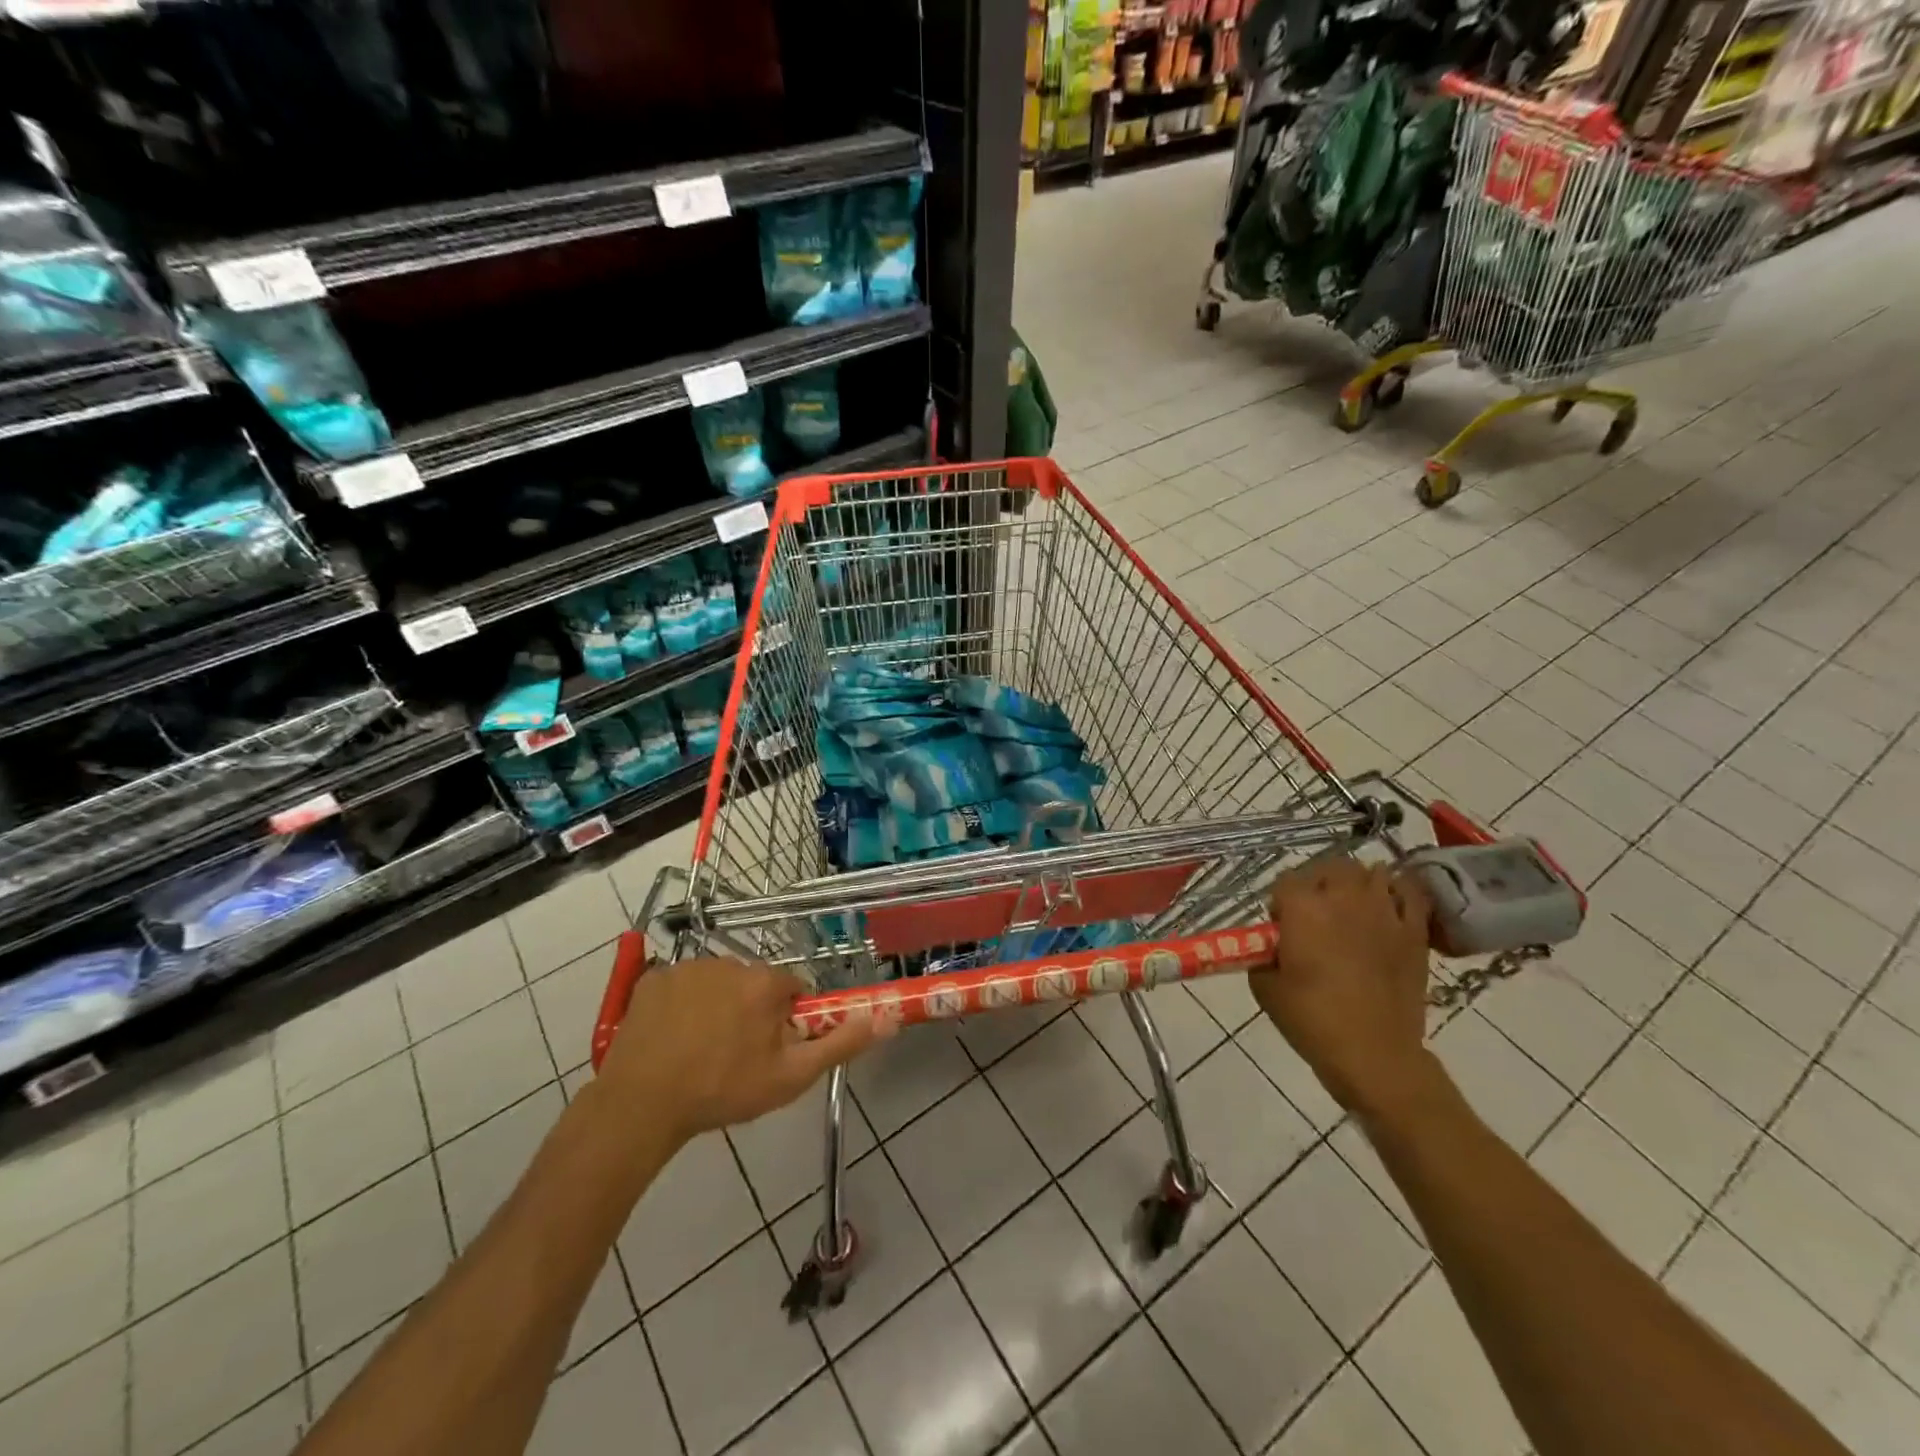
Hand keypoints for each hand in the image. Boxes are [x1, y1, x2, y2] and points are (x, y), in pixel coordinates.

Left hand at [596, 957, 888, 1147]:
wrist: (642, 1104)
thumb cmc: (723, 1090)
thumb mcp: (791, 1076)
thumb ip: (841, 1043)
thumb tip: (887, 1016)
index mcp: (765, 983)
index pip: (792, 989)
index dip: (787, 1019)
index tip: (773, 1048)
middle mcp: (730, 963)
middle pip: (754, 983)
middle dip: (752, 1011)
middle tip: (736, 1054)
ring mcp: (687, 968)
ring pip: (717, 983)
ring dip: (717, 1006)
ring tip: (700, 1050)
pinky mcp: (653, 978)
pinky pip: (681, 985)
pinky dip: (682, 1005)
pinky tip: (672, 1037)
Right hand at [1248, 856, 1441, 1121]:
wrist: (1374, 1055)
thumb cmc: (1312, 1020)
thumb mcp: (1265, 986)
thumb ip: (1263, 954)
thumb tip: (1273, 945)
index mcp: (1303, 908)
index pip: (1285, 882)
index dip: (1279, 903)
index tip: (1279, 927)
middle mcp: (1343, 898)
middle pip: (1330, 867)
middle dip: (1318, 883)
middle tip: (1313, 913)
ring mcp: (1384, 912)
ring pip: (1372, 872)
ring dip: (1357, 884)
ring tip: (1351, 907)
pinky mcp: (1414, 932)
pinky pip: (1411, 893)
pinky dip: (1398, 892)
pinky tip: (1388, 907)